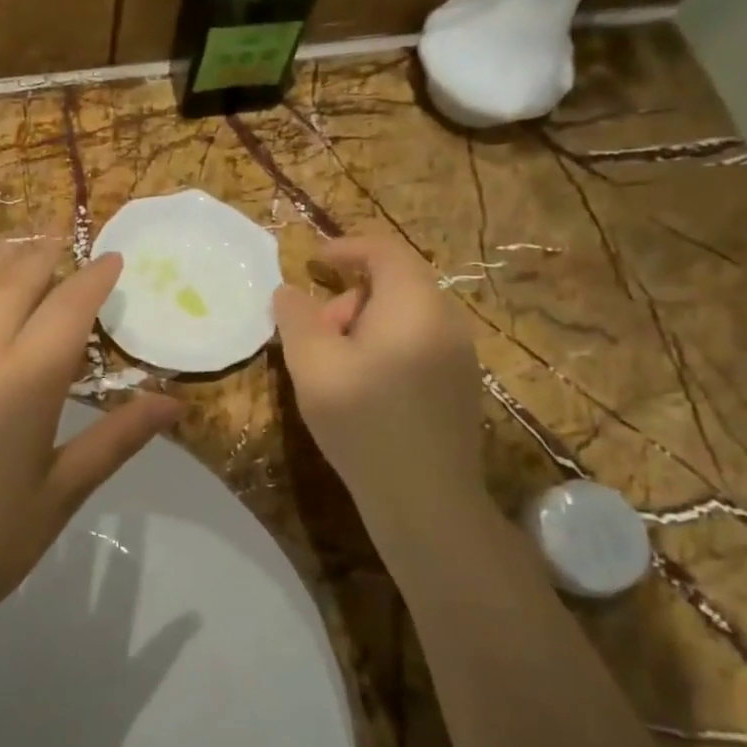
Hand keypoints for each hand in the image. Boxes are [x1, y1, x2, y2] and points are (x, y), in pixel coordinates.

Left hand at [0, 243, 179, 659]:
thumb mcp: (60, 494)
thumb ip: (117, 439)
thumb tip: (175, 402)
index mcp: (24, 380)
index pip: (69, 306)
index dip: (95, 277)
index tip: (113, 259)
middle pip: (13, 280)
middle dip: (43, 254)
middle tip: (62, 240)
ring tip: (16, 251)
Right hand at [273, 233, 488, 527]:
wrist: (425, 500)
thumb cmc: (364, 422)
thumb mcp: (313, 365)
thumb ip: (296, 318)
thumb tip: (288, 291)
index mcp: (414, 304)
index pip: (384, 250)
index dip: (344, 247)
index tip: (311, 261)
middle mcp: (446, 320)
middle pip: (395, 283)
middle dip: (348, 297)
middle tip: (315, 335)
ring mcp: (459, 355)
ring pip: (405, 316)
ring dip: (363, 324)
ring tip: (333, 366)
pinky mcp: (459, 385)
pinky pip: (417, 343)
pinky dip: (384, 346)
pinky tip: (363, 387)